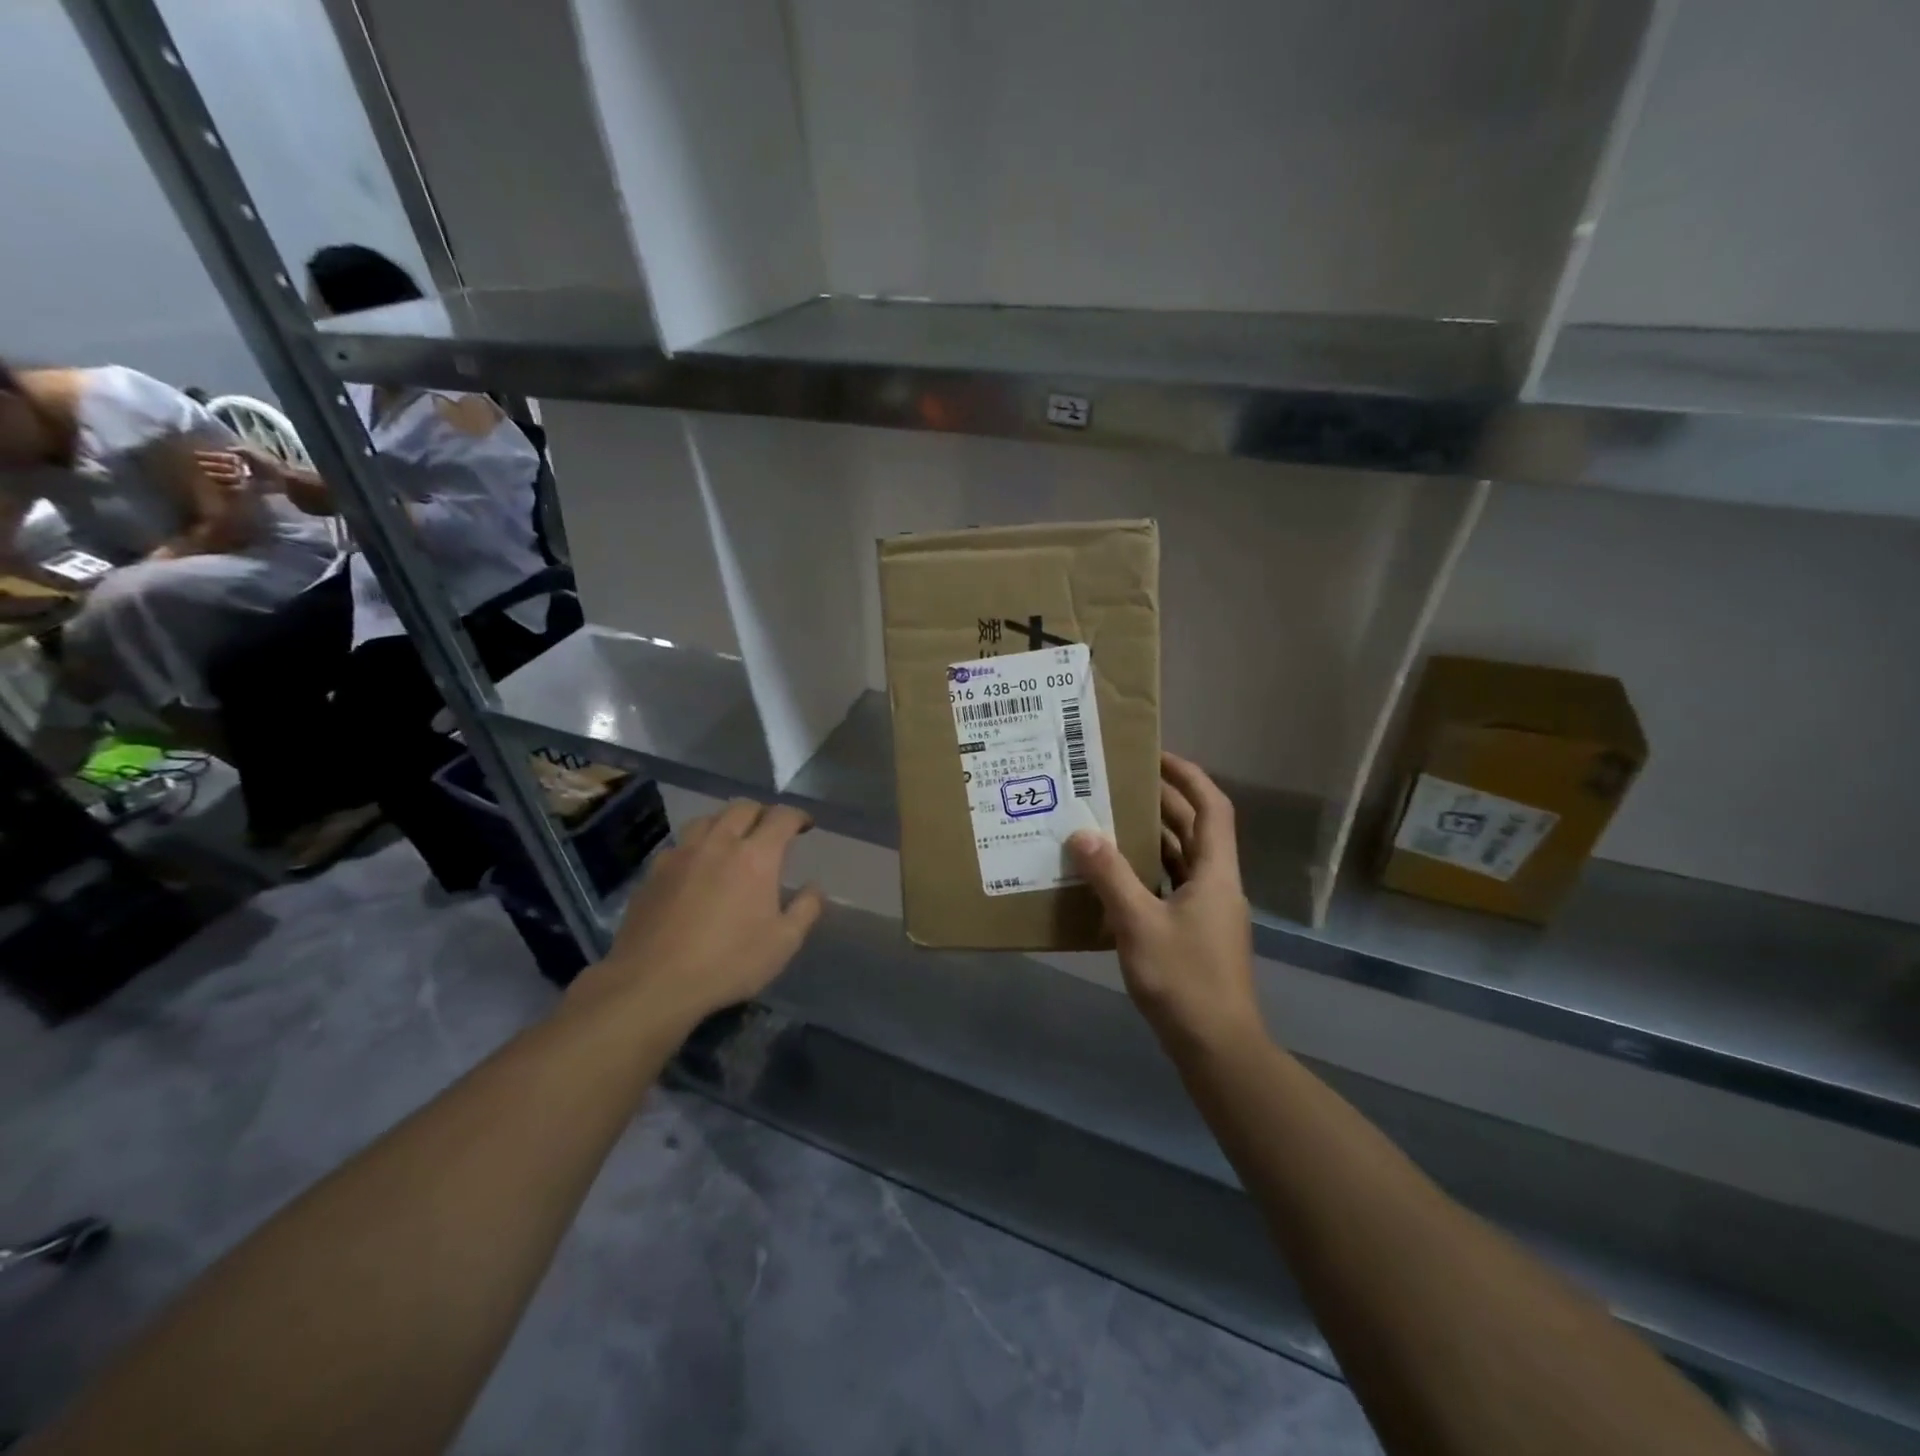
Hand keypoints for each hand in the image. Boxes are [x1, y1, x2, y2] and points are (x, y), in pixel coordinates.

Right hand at [194, 445, 277, 492]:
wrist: (281, 479)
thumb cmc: (267, 464)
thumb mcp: (251, 453)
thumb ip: (238, 450)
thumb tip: (226, 448)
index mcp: (243, 459)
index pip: (222, 457)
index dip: (210, 456)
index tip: (195, 454)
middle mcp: (242, 469)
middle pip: (222, 467)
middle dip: (209, 465)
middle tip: (194, 464)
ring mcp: (245, 479)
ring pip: (226, 476)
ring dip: (214, 475)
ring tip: (202, 474)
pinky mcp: (249, 488)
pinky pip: (234, 487)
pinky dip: (224, 485)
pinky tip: (214, 484)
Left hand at [568, 800, 824, 1031]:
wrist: (652, 983)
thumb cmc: (728, 963)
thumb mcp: (783, 943)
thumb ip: (805, 909)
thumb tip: (814, 887)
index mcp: (756, 856)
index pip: (781, 817)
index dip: (797, 816)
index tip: (805, 826)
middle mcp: (718, 843)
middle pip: (742, 808)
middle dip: (762, 813)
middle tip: (771, 831)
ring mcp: (681, 854)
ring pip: (707, 820)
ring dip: (726, 823)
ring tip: (732, 841)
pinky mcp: (653, 872)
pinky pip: (680, 844)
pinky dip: (696, 846)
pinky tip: (696, 867)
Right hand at [1068, 753, 1260, 1053]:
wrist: (1216, 1047)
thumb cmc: (1184, 980)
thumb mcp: (1139, 924)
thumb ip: (1110, 876)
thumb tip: (1082, 834)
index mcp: (1215, 873)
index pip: (1212, 808)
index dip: (1188, 776)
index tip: (1155, 757)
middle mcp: (1216, 884)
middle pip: (1194, 830)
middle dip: (1162, 803)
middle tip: (1118, 784)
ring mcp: (1207, 911)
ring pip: (1180, 860)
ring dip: (1151, 838)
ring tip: (1109, 821)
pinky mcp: (1193, 934)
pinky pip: (1169, 887)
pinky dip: (1145, 874)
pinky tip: (1112, 877)